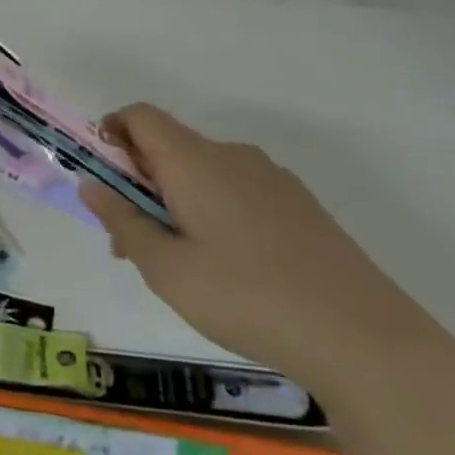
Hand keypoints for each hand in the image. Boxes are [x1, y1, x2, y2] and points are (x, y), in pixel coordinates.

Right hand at [80, 104, 454, 412]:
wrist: (363, 337)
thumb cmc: (245, 297)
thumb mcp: (165, 268)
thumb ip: (122, 221)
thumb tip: (91, 184)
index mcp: (195, 161)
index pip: (140, 117)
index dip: (110, 134)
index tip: (100, 179)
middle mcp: (233, 156)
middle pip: (170, 147)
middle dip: (138, 183)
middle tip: (129, 243)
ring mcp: (273, 179)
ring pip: (204, 173)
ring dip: (175, 201)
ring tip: (177, 264)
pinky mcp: (300, 206)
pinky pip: (237, 191)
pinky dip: (212, 212)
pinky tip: (226, 269)